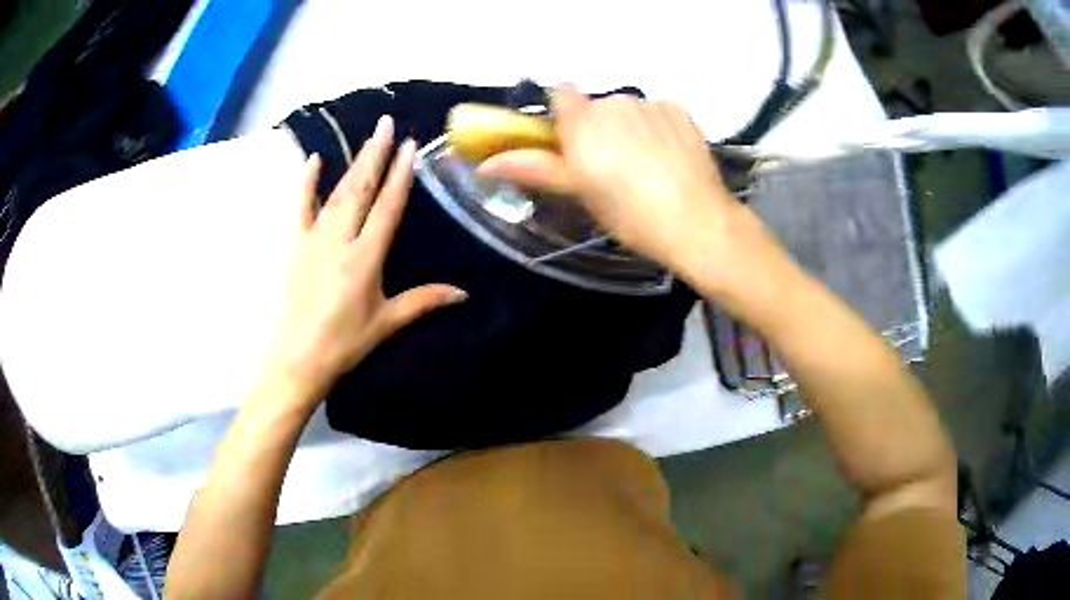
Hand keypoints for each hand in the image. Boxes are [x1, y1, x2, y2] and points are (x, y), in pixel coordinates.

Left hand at [266, 116, 466, 401]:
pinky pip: (301, 207)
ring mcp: (315, 239)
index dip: (399, 175)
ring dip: (354, 163)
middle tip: (385, 124)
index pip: (387, 207)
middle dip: (375, 154)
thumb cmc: (345, 341)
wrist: (299, 355)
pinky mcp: (297, 245)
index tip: (408, 147)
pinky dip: (307, 183)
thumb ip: (424, 301)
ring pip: (337, 193)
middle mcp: (341, 239)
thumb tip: (464, 293)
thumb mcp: (387, 322)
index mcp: (365, 257)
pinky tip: (314, 160)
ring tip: (368, 138)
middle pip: (361, 189)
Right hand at [478, 86, 746, 276]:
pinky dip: (657, 127)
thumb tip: (484, 164)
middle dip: (598, 127)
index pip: (561, 93)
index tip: (572, 142)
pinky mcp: (679, 111)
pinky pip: (657, 112)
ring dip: (628, 127)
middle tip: (610, 166)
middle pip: (596, 105)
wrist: (696, 221)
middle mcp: (615, 102)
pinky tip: (668, 157)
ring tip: (645, 166)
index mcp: (583, 121)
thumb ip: (534, 168)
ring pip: (628, 109)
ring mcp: (651, 104)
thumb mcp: (579, 193)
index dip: (564, 115)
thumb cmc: (630, 214)